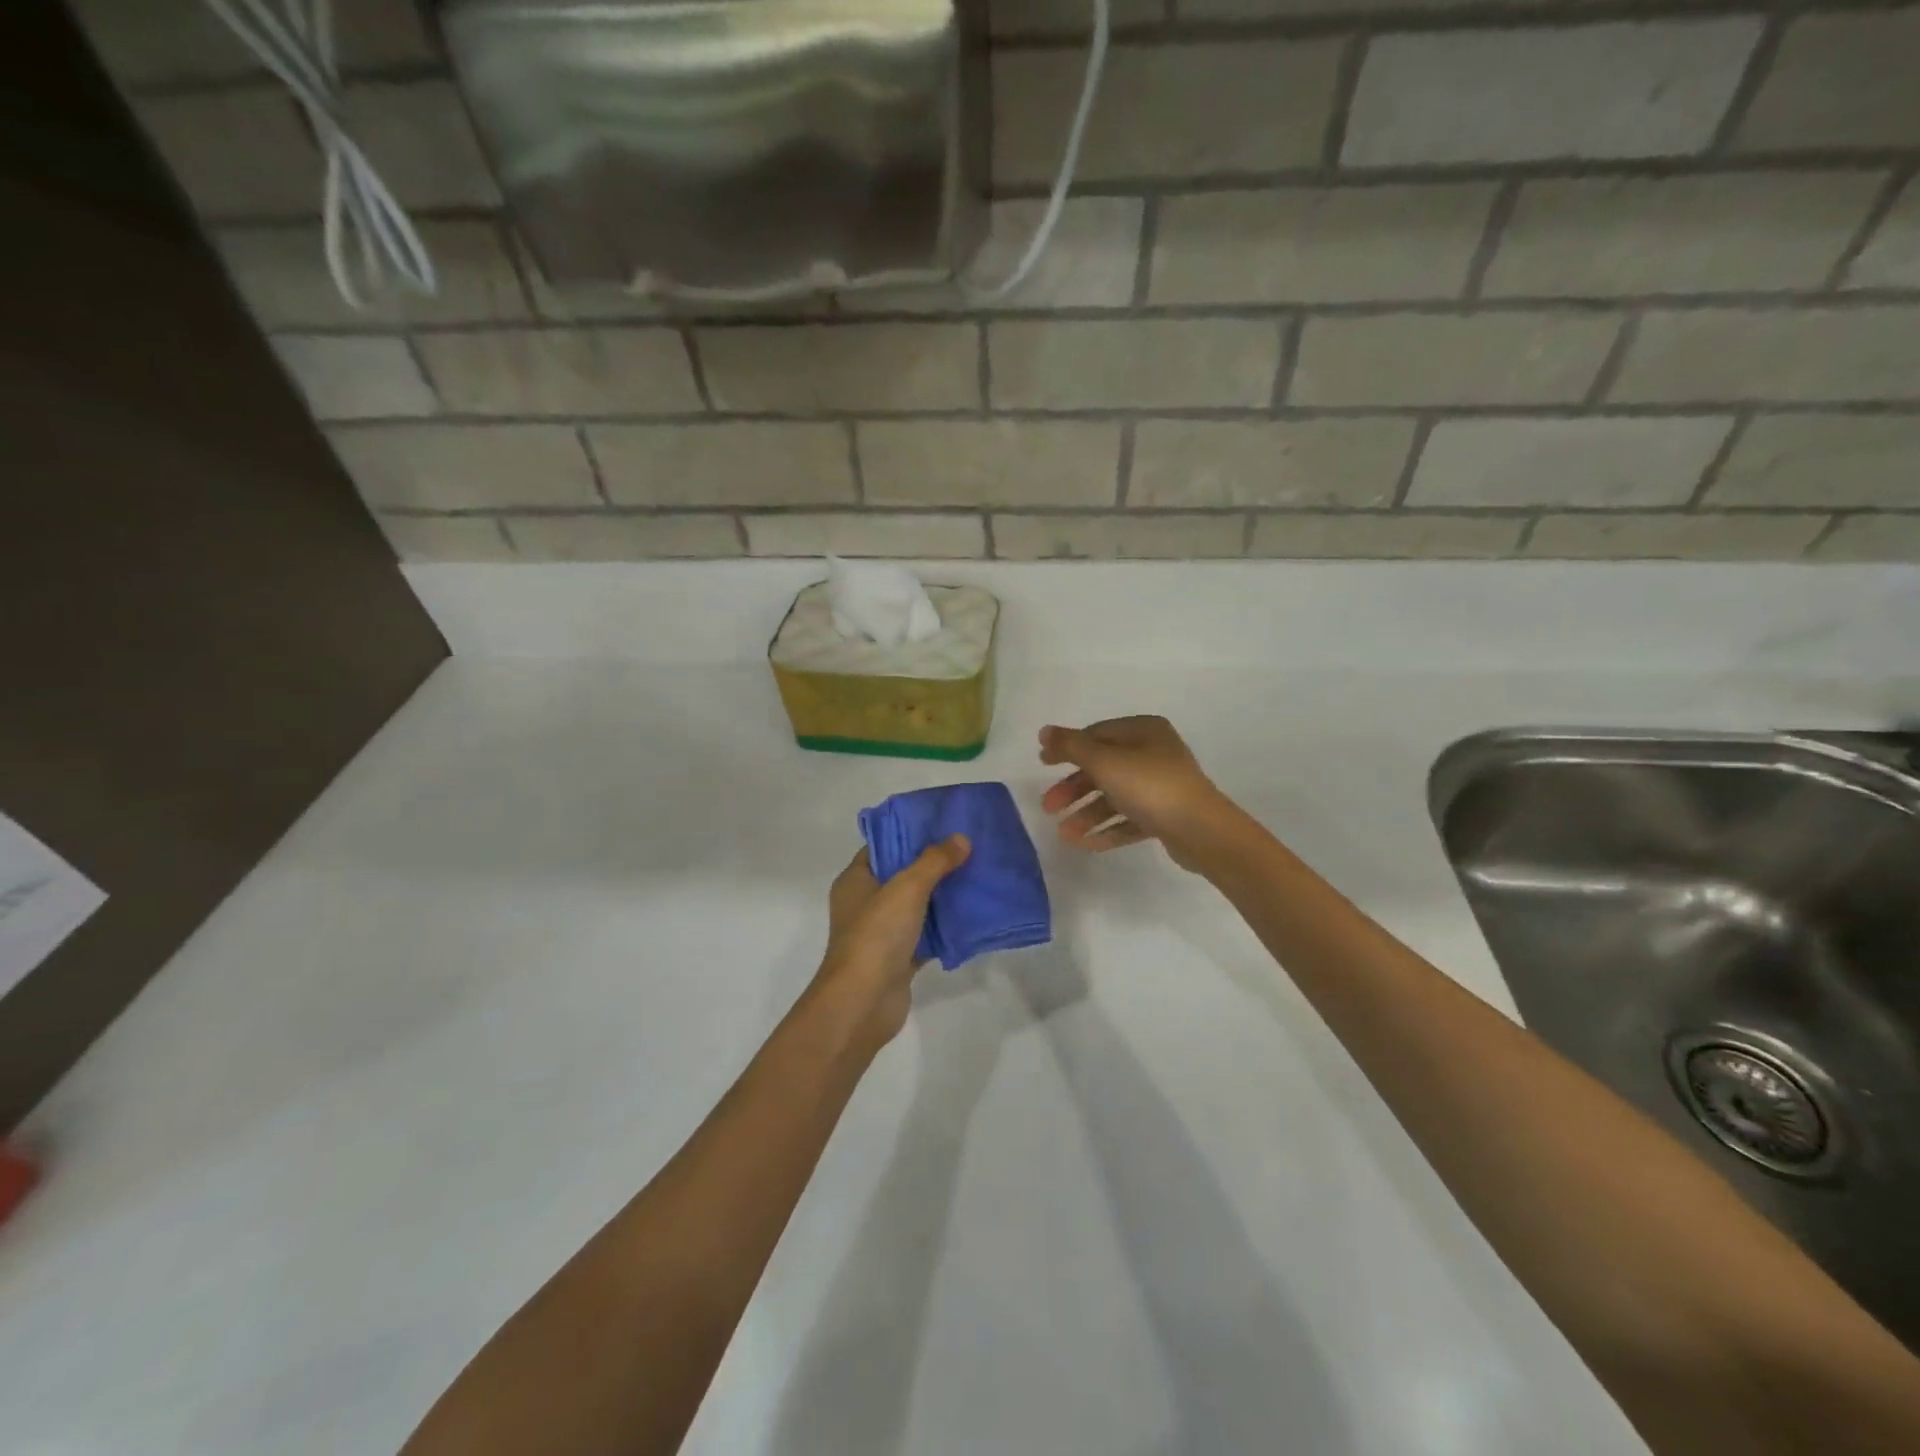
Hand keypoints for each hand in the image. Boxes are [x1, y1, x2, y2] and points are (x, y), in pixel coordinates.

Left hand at [815, 836, 969, 1048]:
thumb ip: (934, 861)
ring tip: (977, 875)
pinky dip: (946, 927)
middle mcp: (865, 903)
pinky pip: (927, 935)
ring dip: (943, 895)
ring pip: (917, 905)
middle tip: (967, 847)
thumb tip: (961, 839)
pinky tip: (973, 915)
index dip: (910, 833)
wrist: (863, 1002)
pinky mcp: (899, 958)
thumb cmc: (876, 935)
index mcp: (855, 880)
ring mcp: (882, 932)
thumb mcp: (907, 887)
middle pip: (902, 874)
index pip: (882, 846)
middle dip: (933, 863)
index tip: (942, 823)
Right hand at [1039, 717, 1233, 870]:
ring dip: (1087, 813)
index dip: (1067, 748)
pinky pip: (1130, 818)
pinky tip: (1085, 844)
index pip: (1096, 734)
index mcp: (1143, 731)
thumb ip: (1071, 746)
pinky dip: (1107, 828)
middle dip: (1073, 788)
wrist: (1201, 831)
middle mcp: (1154, 753)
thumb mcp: (1104, 761)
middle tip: (1048, 807)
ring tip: (1064, 834)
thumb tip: (1044, 731)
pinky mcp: (1166, 815)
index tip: (1042, 764)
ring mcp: (1162, 785)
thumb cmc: (1150, 786)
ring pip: (1115, 796)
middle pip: (1103, 767)